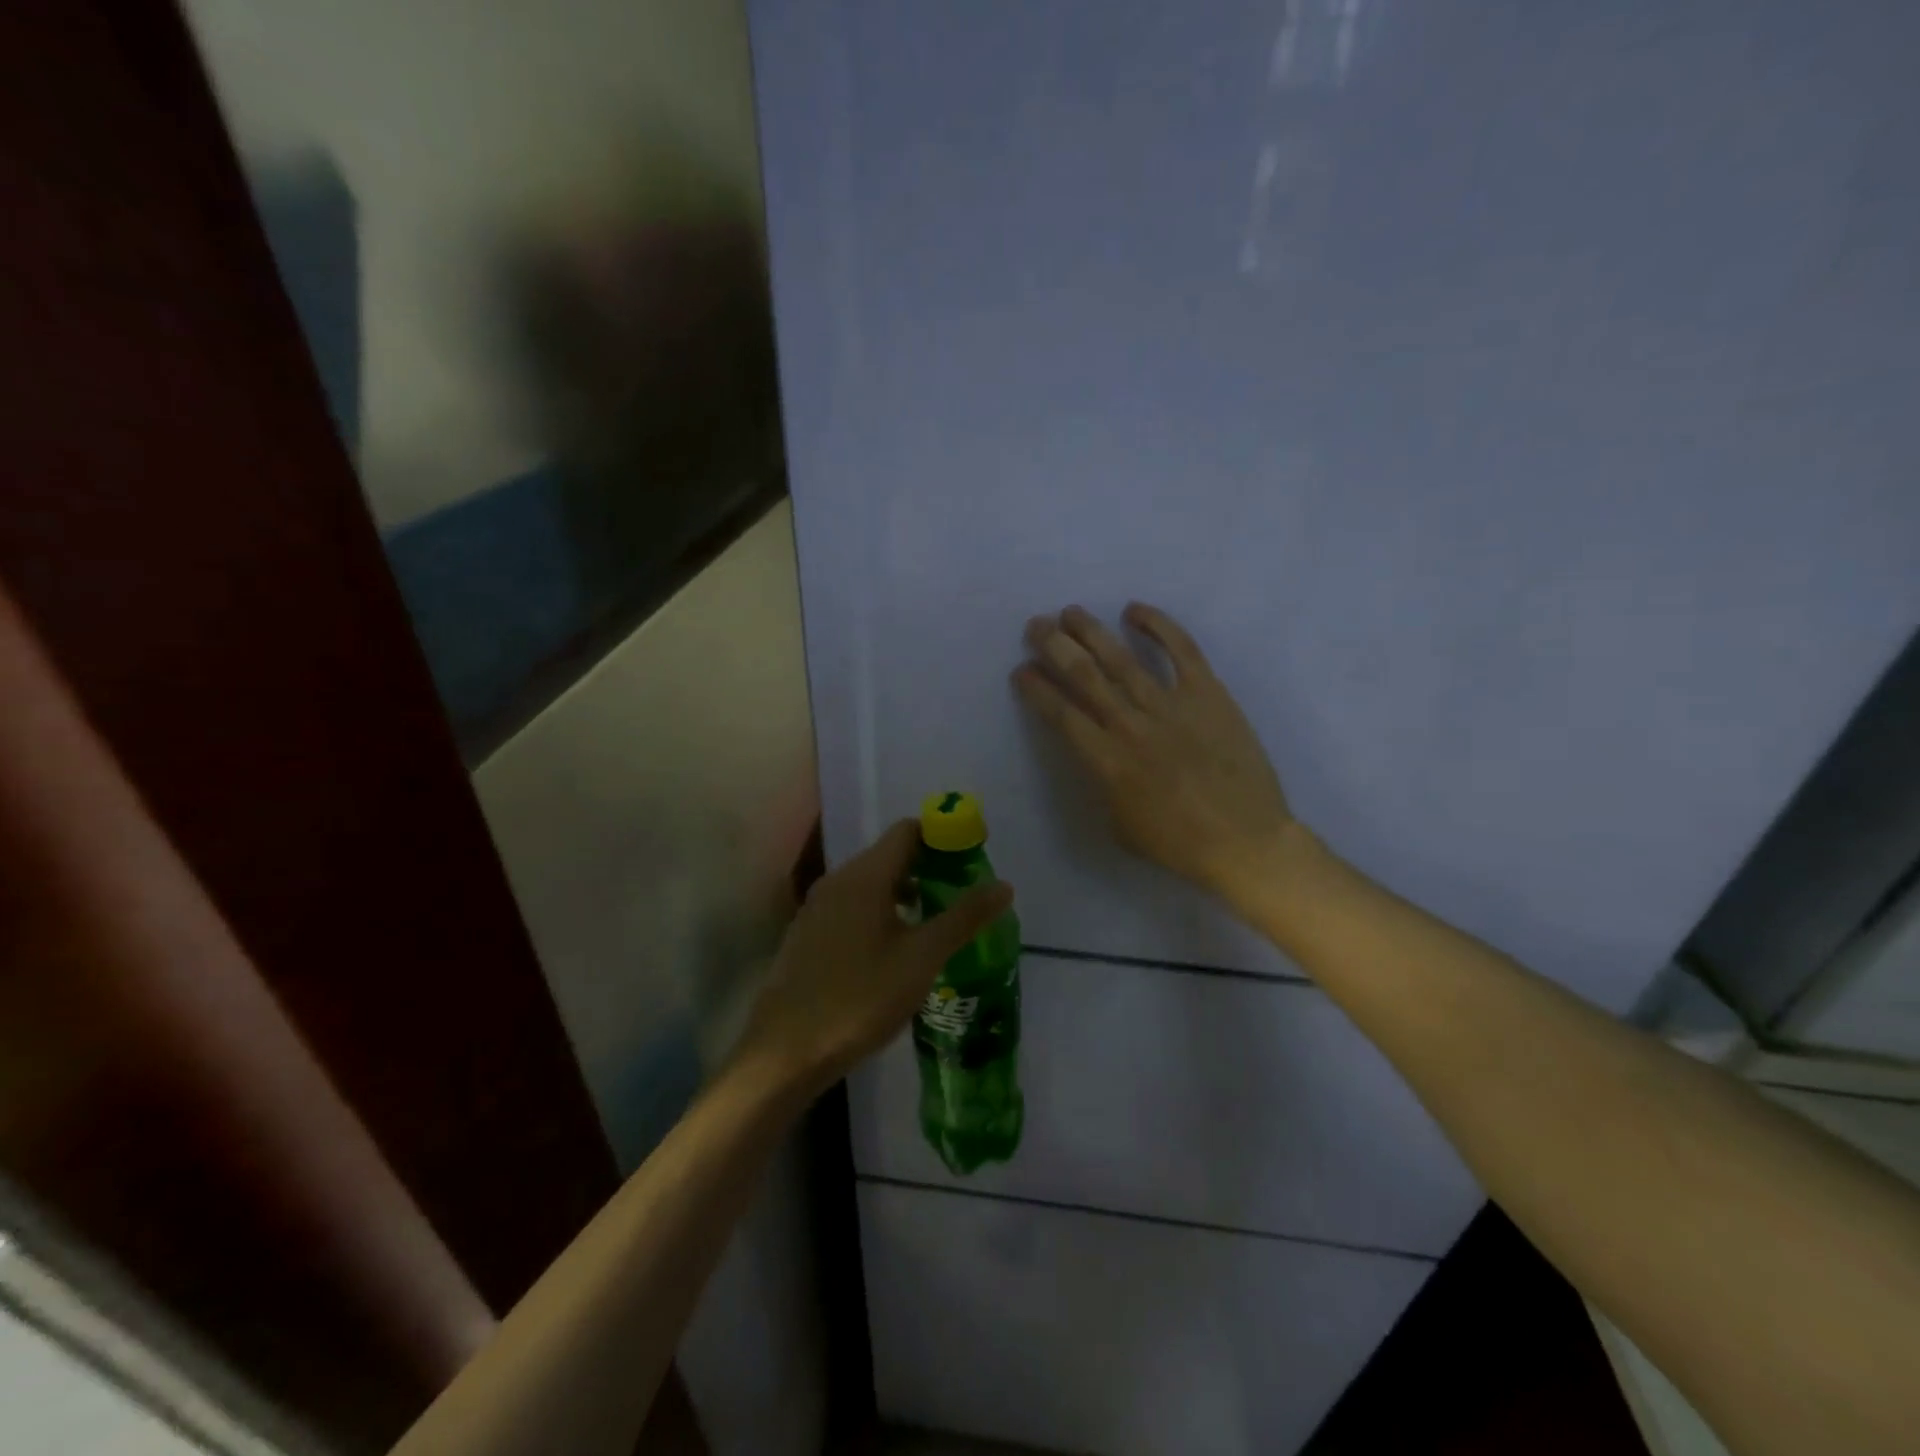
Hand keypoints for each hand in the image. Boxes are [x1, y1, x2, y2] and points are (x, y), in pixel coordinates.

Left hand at [736, 820, 1014, 1093]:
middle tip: (960, 896)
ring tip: (933, 923)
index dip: (942, 838)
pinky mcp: (808, 934)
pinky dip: (879, 912)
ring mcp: (818, 907)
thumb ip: (963, 917)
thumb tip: (1004, 885)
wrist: (786, 1051)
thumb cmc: (860, 998)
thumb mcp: (922, 958)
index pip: (908, 831)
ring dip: (904, 892)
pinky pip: (851, 906)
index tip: (970, 861)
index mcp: (865, 876)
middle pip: (889, 855)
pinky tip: (893, 949)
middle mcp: (838, 880)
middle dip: (927, 868)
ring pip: (869, 883)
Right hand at [1015, 603, 1303, 905]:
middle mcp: (1130, 724)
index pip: (1060, 713)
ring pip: (1122, 657)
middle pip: (1083, 675)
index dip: (1036, 688)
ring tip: (1071, 612)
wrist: (1244, 840)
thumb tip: (1100, 754)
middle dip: (1054, 645)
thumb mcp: (1119, 824)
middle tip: (1036, 625)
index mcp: (1105, 761)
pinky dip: (1158, 625)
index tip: (1021, 670)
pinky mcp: (1208, 693)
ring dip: (1091, 631)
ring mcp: (1170, 705)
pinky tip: (1134, 610)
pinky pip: (1181, 650)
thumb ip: (1103, 782)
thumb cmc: (1177, 843)